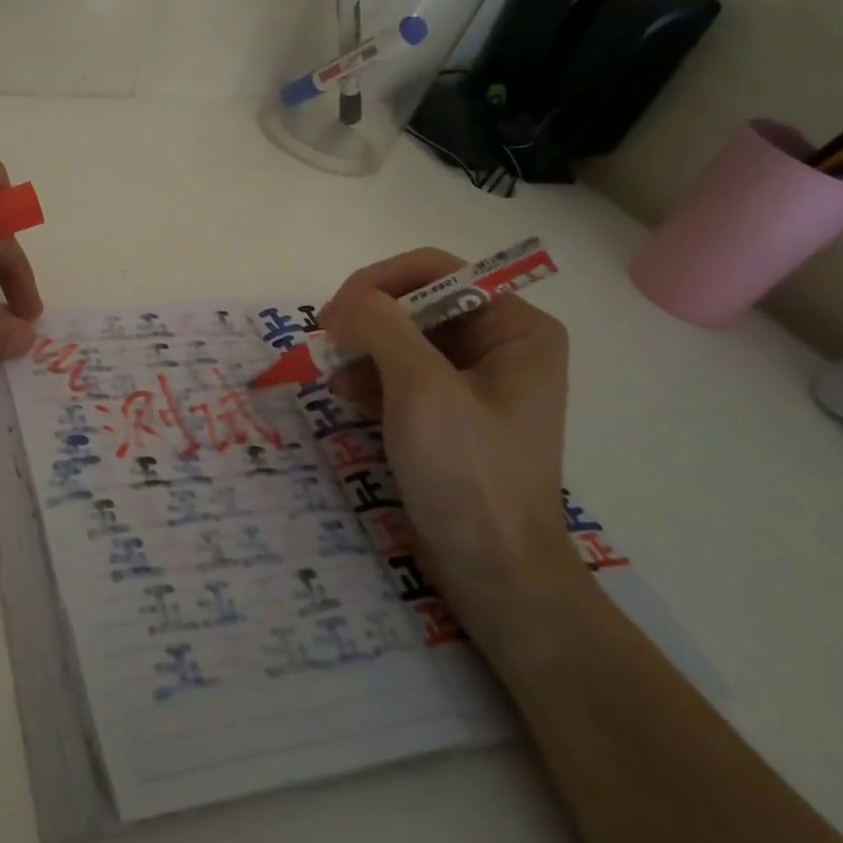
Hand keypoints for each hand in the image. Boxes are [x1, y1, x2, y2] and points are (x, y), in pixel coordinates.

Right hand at [319, 247, 581, 622]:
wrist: (494, 572)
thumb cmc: (468, 475)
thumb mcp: (422, 391)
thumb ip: (383, 328)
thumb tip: (348, 302)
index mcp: (516, 328)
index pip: (437, 270)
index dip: (379, 282)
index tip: (334, 314)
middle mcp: (501, 344)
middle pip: (418, 302)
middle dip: (368, 321)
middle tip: (326, 343)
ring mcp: (476, 380)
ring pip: (404, 337)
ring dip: (364, 351)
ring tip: (334, 379)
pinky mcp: (451, 412)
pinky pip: (403, 373)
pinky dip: (372, 379)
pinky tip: (348, 399)